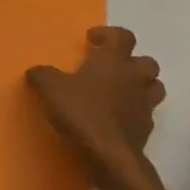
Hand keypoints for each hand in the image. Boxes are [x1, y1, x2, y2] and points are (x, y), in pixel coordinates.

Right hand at [27, 26, 165, 189]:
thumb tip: (36, 71)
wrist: (110, 155)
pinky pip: (146, 114)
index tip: (92, 41)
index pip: (122, 36)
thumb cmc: (82, 113)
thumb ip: (42, 75)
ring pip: (154, 87)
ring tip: (119, 92)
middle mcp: (134, 77)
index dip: (108, 34)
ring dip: (140, 86)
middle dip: (131, 62)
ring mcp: (144, 104)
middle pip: (146, 61)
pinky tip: (118, 120)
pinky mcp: (147, 129)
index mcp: (113, 60)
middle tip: (110, 69)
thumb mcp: (51, 89)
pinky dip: (135, 113)